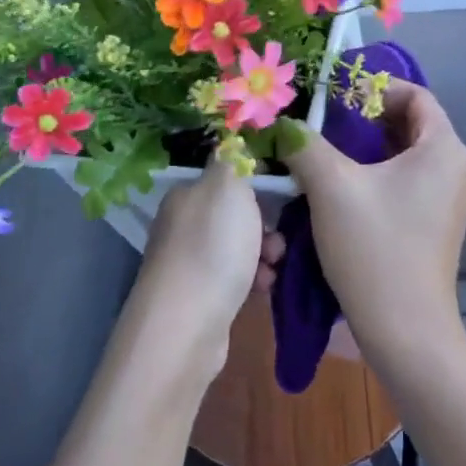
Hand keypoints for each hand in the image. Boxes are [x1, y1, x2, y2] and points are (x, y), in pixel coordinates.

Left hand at [126, 159, 280, 379]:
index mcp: (186, 195)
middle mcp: (182, 226)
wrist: (187, 324)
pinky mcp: (199, 297)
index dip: (257, 185)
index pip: (226, 178)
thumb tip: (232, 140)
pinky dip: (253, 279)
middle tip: (282, 238)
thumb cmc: (212, 247)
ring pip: (239, 247)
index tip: (282, 196)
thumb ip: (233, 160)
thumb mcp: (228, 187)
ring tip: (274, 266)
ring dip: (264, 253)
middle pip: (235, 215)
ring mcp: (188, 263)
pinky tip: (263, 287)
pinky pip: (235, 277)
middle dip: (266, 224)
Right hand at [281, 80, 465, 361]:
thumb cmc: (374, 248)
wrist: (405, 330)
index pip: (415, 95)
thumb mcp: (331, 187)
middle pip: (411, 125)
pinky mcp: (439, 226)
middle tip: (324, 121)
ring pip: (407, 156)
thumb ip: (305, 144)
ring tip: (327, 151)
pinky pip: (409, 183)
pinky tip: (344, 187)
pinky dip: (379, 175)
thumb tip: (284, 123)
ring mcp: (451, 201)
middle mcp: (457, 169)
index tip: (334, 94)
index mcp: (444, 149)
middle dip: (366, 118)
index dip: (374, 87)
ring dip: (369, 148)